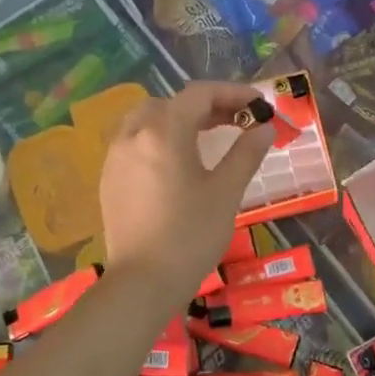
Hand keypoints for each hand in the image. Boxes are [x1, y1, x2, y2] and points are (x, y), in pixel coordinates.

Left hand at [99, 82, 272, 304]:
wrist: (143, 282)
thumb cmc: (191, 235)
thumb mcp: (226, 192)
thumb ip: (245, 153)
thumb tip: (264, 128)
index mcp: (164, 132)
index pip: (199, 94)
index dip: (233, 93)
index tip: (259, 106)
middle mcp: (134, 135)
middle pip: (172, 103)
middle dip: (206, 106)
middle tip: (237, 121)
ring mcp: (116, 156)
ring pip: (148, 119)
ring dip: (179, 119)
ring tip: (206, 137)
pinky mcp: (109, 178)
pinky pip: (134, 141)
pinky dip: (159, 138)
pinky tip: (177, 162)